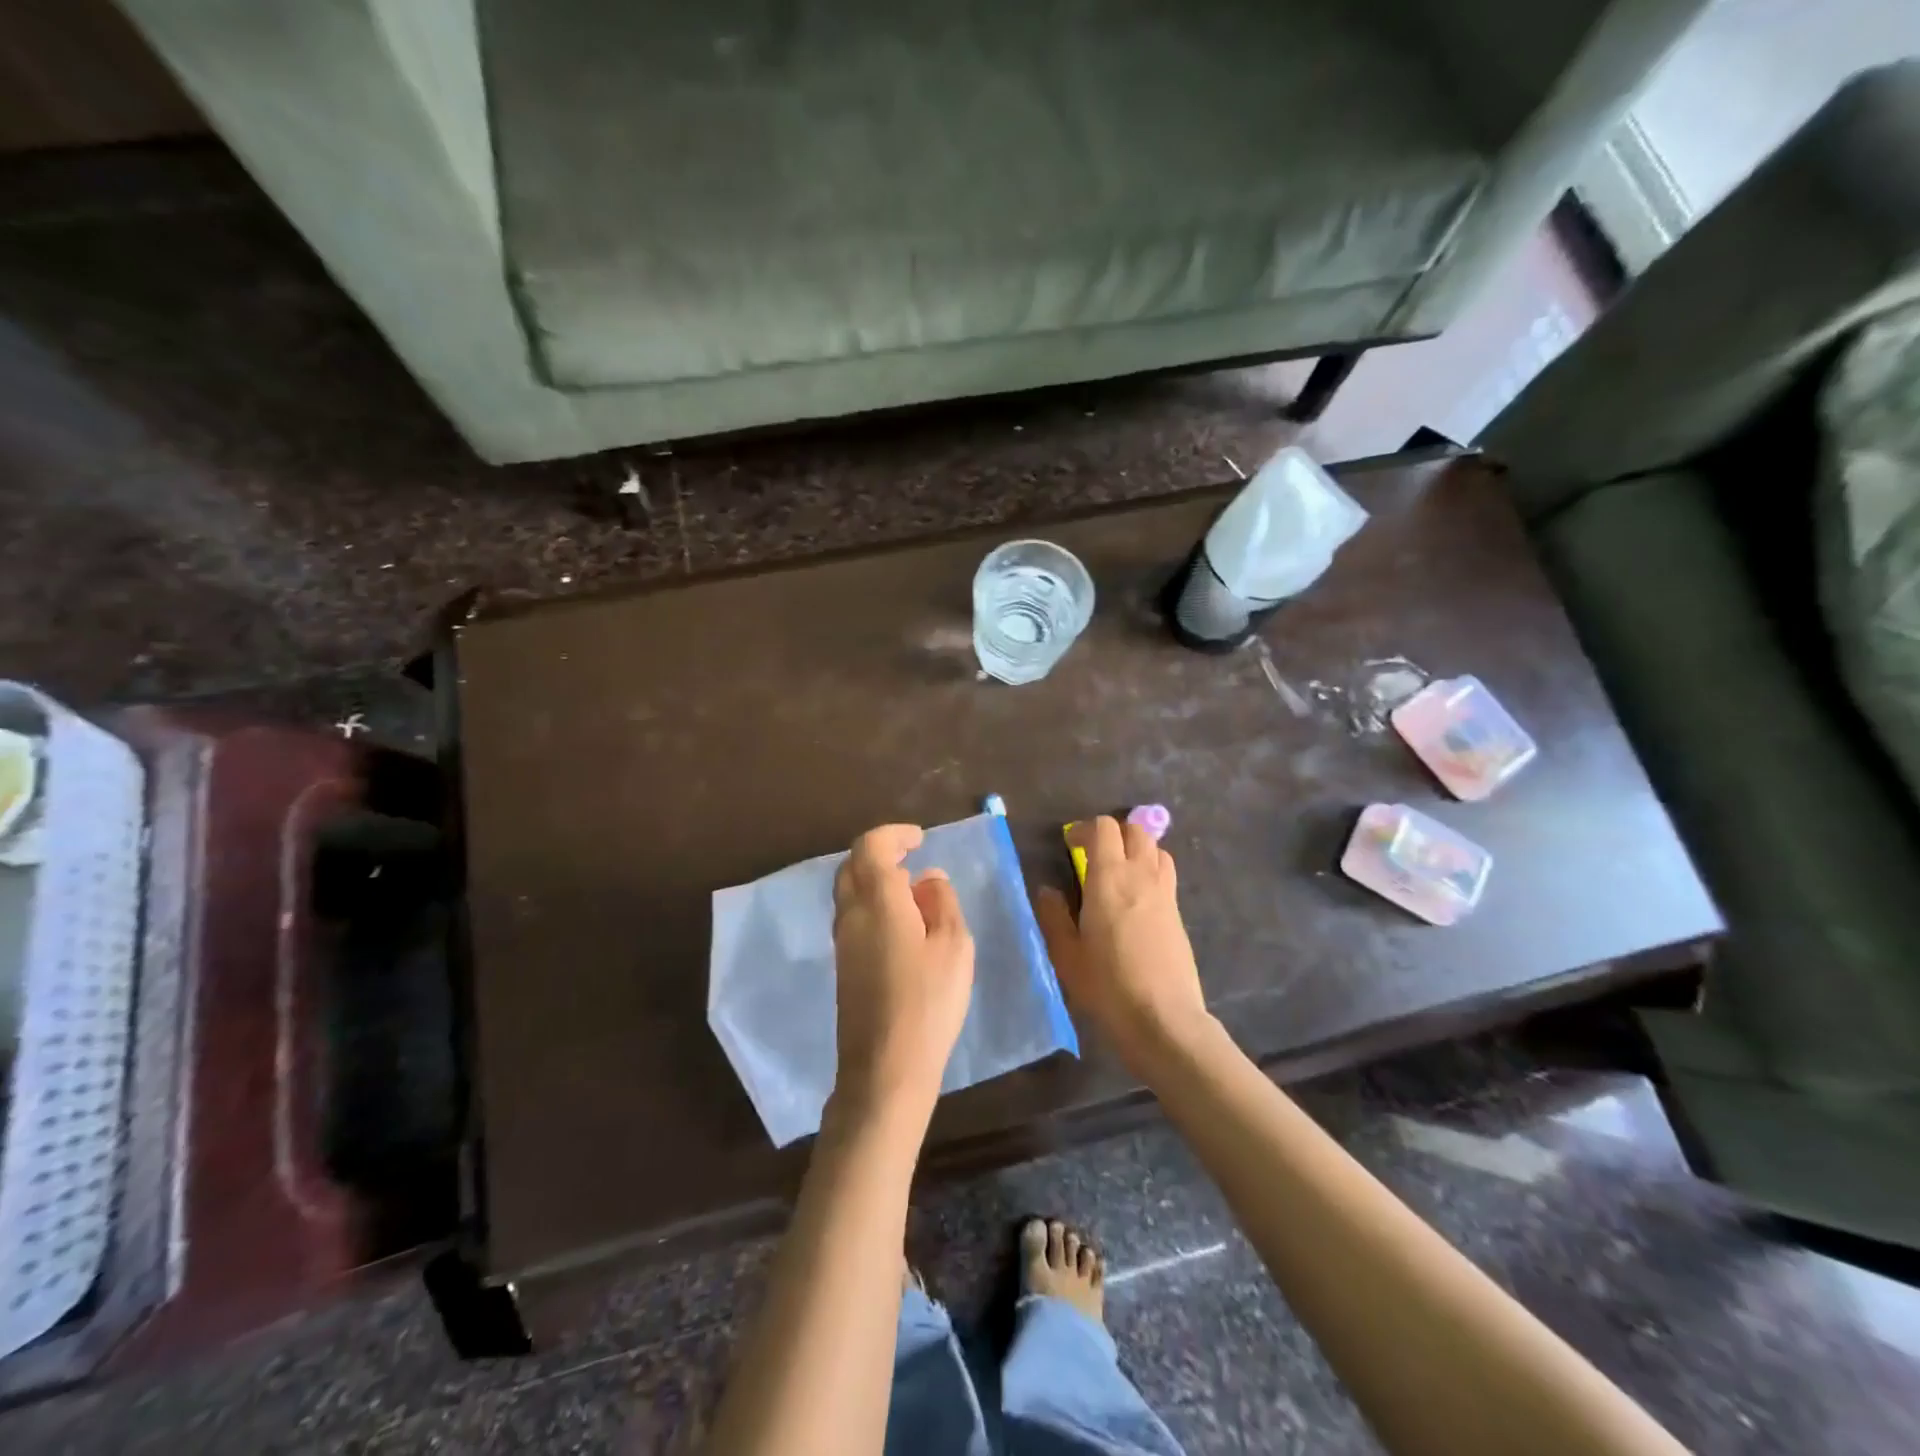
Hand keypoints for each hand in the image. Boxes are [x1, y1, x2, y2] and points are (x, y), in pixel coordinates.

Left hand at [830, 825, 974, 1126]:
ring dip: (876, 879)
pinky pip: (852, 914)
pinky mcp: (843, 964)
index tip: (920, 840)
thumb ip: (943, 903)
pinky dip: (872, 902)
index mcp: (878, 901)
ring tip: (913, 893)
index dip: (894, 835)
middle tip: (913, 859)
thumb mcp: (954, 947)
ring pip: (849, 890)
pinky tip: (901, 924)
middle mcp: (851, 914)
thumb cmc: (929, 1003)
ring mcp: (842, 940)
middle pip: (853, 864)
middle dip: (881, 853)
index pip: (870, 847)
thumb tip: (929, 878)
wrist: (885, 1069)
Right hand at [1036, 816, 1209, 1076]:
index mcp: (1109, 878)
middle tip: (1094, 854)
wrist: (1162, 1018)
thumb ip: (1054, 916)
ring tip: (1119, 871)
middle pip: (1135, 830)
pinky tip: (1136, 898)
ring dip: (1136, 848)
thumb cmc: (1107, 985)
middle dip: (1113, 833)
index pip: (1104, 828)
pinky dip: (1151, 870)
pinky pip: (1166, 874)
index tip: (1070, 846)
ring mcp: (1165, 893)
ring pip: (1156, 849)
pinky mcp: (1178, 913)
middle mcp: (1141, 875)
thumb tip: (1048, 890)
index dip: (1085, 829)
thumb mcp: (1067, 954)